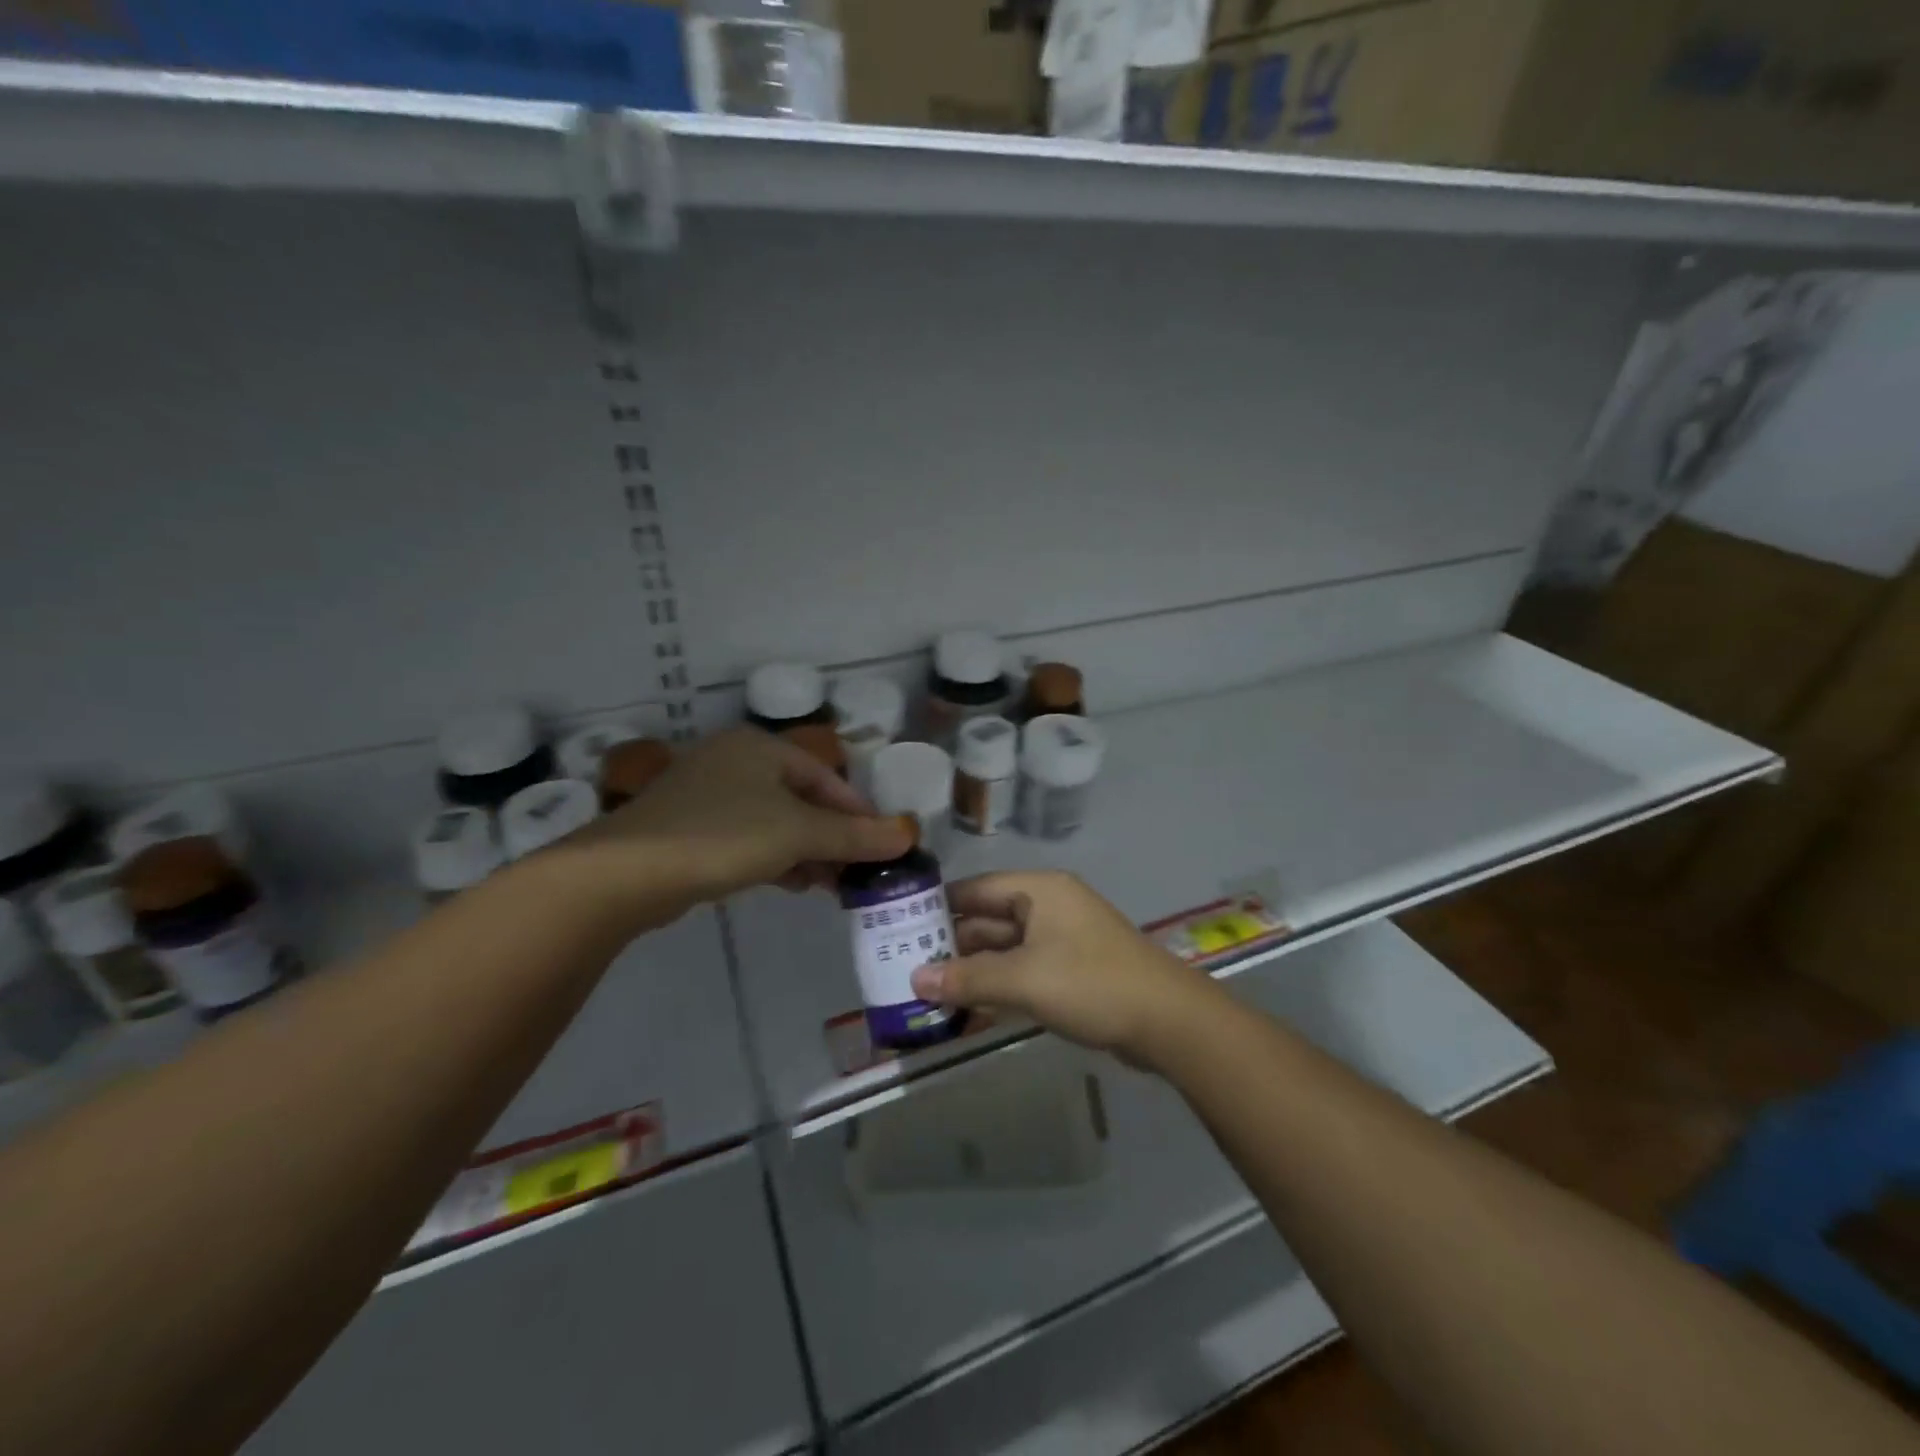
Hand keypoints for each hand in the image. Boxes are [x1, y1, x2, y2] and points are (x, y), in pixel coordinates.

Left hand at [560, 729, 911, 928]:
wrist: (626, 873)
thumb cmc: (723, 836)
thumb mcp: (798, 832)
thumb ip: (854, 835)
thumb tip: (908, 835)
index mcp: (760, 747)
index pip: (826, 776)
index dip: (859, 812)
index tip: (883, 846)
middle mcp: (735, 761)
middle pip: (802, 798)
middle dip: (834, 836)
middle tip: (859, 871)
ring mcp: (708, 795)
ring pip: (775, 821)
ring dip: (808, 851)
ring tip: (832, 885)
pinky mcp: (689, 829)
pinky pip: (748, 838)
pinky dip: (776, 858)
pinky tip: (794, 884)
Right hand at [910, 871, 1222, 1066]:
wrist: (1167, 1021)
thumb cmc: (1091, 984)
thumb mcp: (1023, 980)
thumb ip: (967, 979)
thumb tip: (914, 980)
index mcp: (1039, 891)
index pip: (976, 889)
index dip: (938, 906)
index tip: (899, 927)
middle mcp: (1049, 906)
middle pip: (988, 920)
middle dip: (952, 945)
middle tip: (908, 969)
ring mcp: (1062, 939)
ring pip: (1005, 949)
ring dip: (973, 971)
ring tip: (930, 994)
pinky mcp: (1072, 970)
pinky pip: (1024, 971)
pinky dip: (999, 986)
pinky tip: (969, 1011)